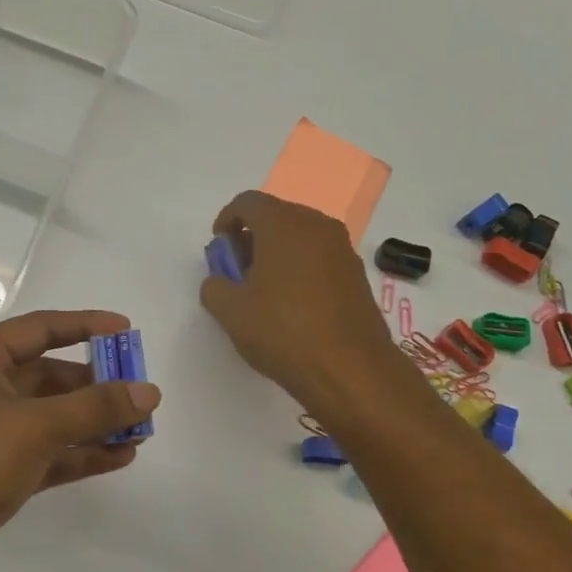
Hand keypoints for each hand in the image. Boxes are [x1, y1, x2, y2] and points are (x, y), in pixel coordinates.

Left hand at [0, 310, 160, 571]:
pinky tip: (120, 457)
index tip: (128, 331)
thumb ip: (96, 407)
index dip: (85, 326)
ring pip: (52, 419)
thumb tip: (149, 391)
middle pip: (50, 376)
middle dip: (97, 385)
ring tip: (141, 430)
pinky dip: (80, 454)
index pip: (40, 329)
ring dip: (94, 423)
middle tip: (142, 395)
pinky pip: (48, 454)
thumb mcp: (35, 426)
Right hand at [200, 191, 406, 417]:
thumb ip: (214, 287)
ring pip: (301, 235)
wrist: (350, 369)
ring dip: (278, 251)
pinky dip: (301, 266)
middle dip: (252, 235)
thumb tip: (220, 280)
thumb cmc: (283, 332)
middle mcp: (317, 226)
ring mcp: (342, 249)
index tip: (218, 247)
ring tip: (263, 288)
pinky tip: (292, 302)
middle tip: (237, 268)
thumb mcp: (230, 312)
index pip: (248, 202)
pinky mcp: (357, 274)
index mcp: (283, 225)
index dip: (226, 219)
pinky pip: (320, 256)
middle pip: (277, 215)